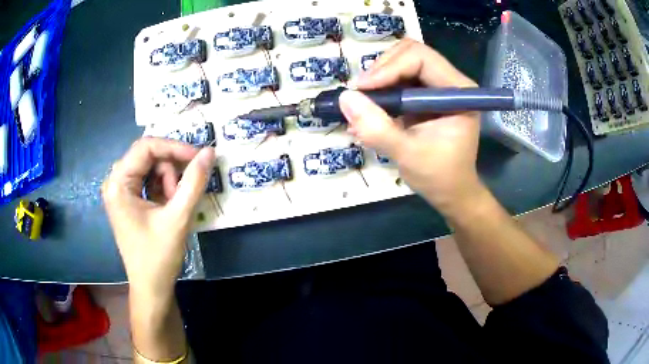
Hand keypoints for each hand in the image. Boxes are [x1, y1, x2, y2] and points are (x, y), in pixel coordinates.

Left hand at [102, 138, 214, 297]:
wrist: (151, 288)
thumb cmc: (158, 256)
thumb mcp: (178, 218)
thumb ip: (194, 182)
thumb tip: (209, 151)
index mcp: (118, 183)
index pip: (146, 147)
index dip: (174, 147)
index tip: (199, 157)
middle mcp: (115, 182)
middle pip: (148, 156)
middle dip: (170, 169)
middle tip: (184, 191)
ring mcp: (121, 191)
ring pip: (150, 168)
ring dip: (168, 181)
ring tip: (175, 206)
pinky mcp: (128, 200)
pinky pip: (148, 181)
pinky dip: (163, 189)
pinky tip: (169, 206)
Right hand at [339, 38, 482, 215]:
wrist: (451, 192)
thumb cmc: (439, 177)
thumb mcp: (408, 154)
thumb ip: (378, 128)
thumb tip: (345, 98)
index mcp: (459, 91)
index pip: (421, 58)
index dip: (389, 68)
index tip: (362, 90)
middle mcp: (450, 82)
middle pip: (410, 53)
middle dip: (381, 70)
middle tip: (361, 95)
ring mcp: (438, 86)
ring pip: (401, 62)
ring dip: (378, 79)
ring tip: (363, 105)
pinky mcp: (425, 95)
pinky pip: (398, 78)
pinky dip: (380, 89)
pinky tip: (369, 109)